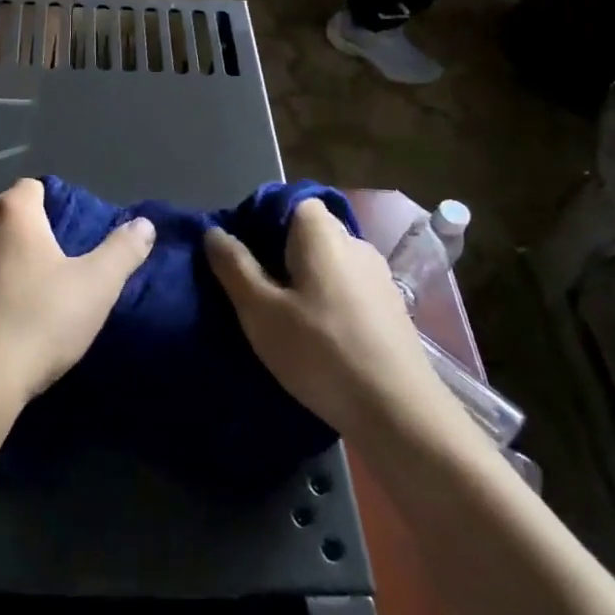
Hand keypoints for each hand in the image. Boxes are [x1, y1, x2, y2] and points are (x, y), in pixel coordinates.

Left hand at [0, 178, 155, 409]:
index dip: (55, 206)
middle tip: (57, 267)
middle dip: (30, 234)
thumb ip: (122, 250)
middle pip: (8, 216)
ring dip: (3, 261)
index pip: (33, 188)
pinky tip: (0, 316)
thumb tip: (144, 224)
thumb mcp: (97, 285)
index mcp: (12, 211)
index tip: (73, 235)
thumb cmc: (40, 319)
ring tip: (29, 294)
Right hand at [205, 200, 456, 442]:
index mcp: (322, 233)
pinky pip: (346, 286)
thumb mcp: (261, 312)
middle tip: (252, 290)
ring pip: (327, 261)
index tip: (239, 256)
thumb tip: (214, 232)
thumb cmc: (321, 353)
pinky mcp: (391, 307)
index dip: (259, 221)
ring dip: (302, 279)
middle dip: (277, 253)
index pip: (288, 201)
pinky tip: (316, 335)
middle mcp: (355, 243)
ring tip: (281, 316)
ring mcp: (378, 275)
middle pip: (307, 231)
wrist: (400, 412)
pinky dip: (326, 299)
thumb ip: (234, 267)